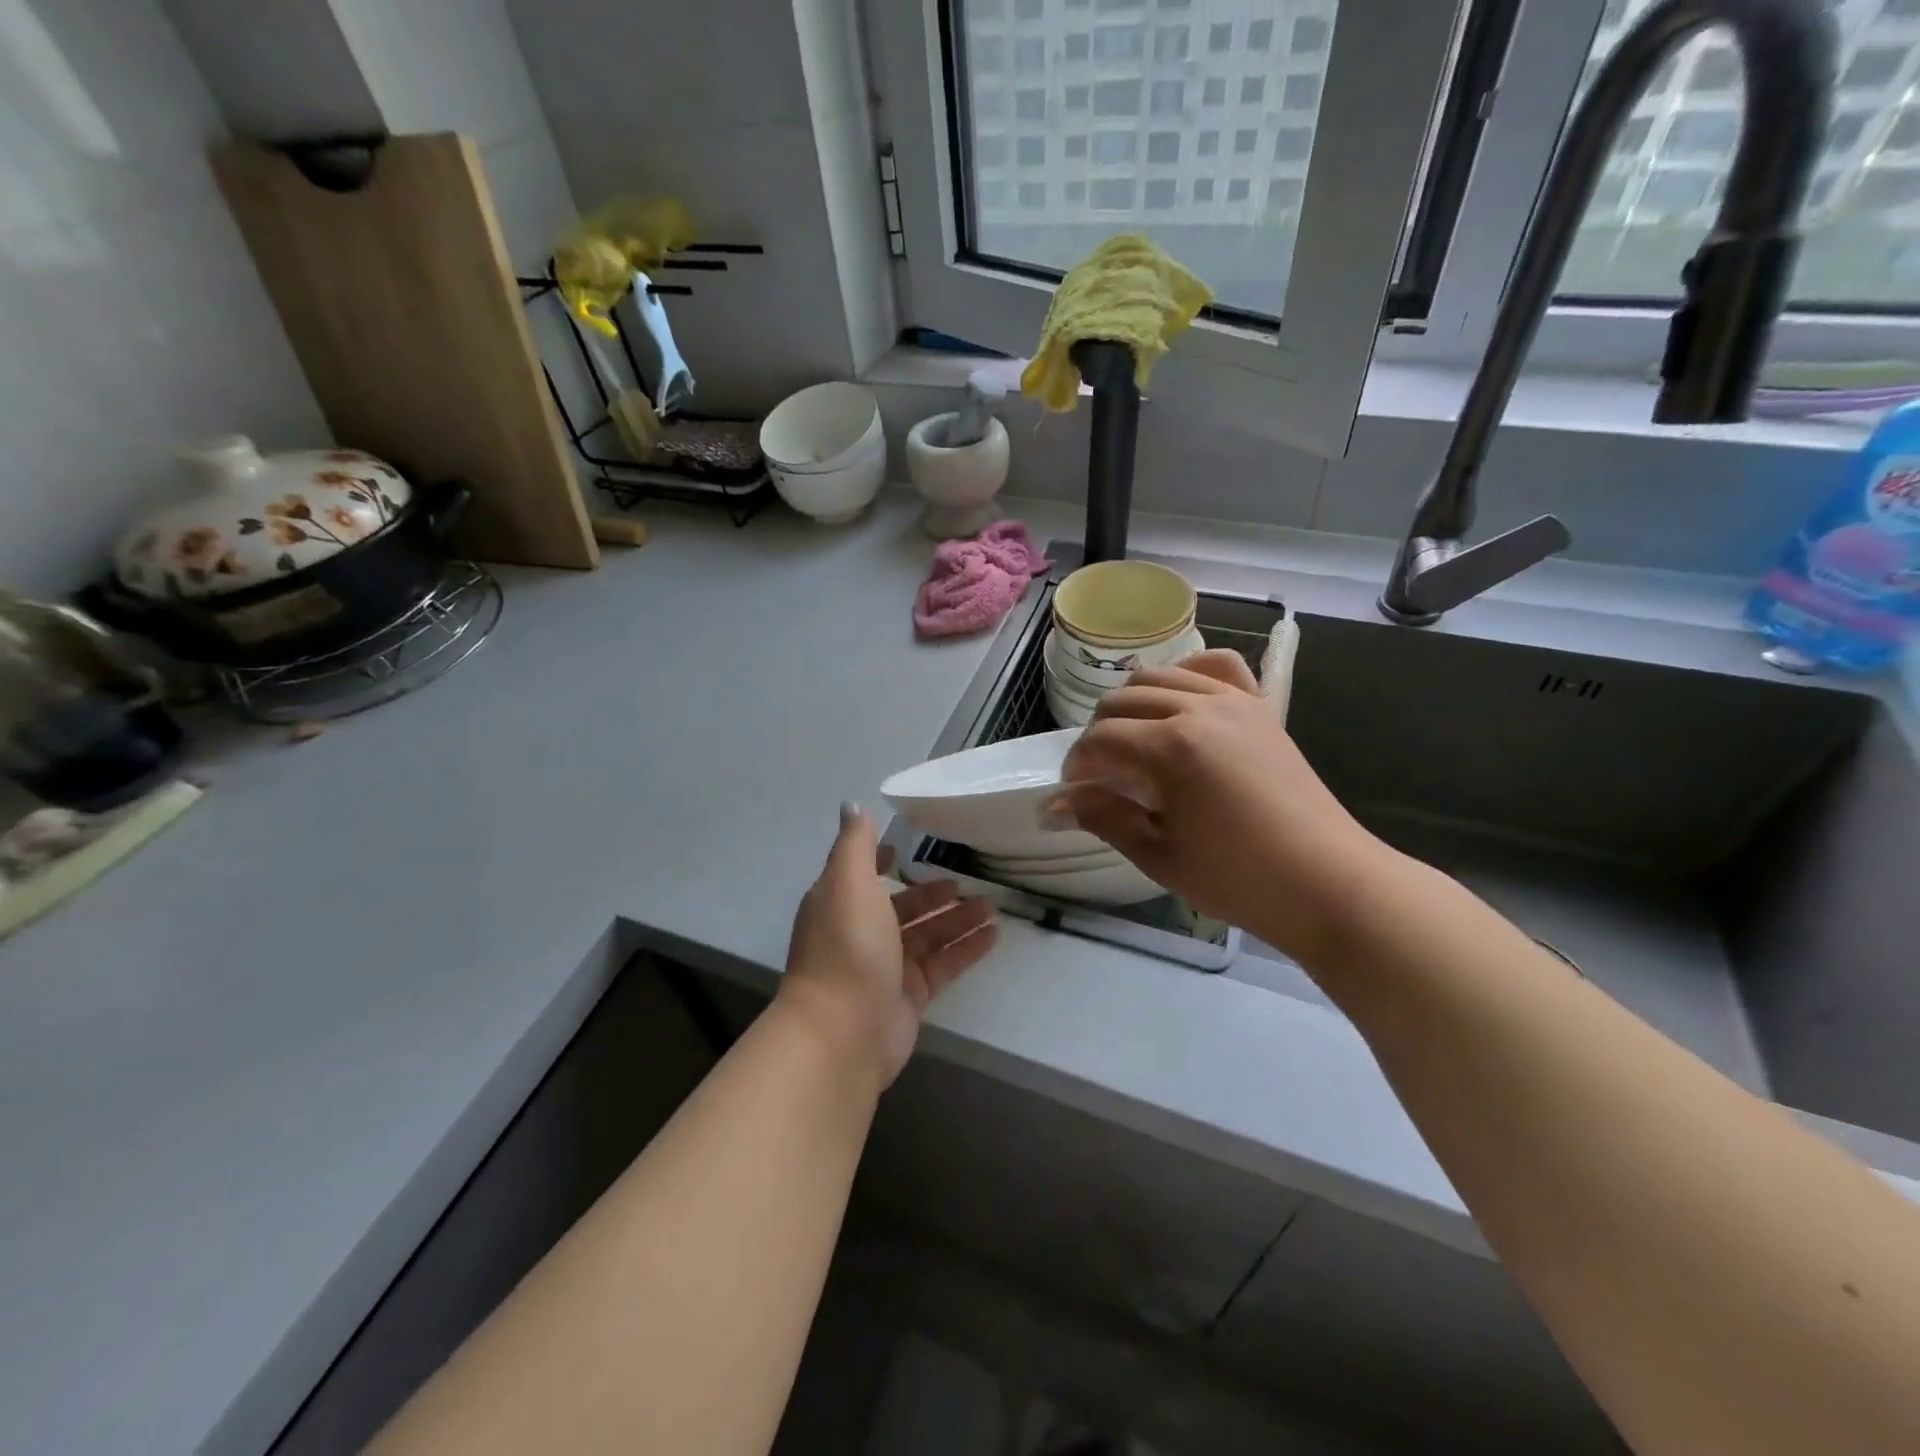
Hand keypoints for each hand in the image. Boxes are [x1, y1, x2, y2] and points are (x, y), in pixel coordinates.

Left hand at [778, 803, 997, 1090]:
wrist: (842, 1031)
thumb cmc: (846, 946)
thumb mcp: (848, 883)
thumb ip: (855, 844)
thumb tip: (851, 806)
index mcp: (841, 904)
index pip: (864, 875)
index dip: (881, 860)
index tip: (906, 846)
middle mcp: (861, 933)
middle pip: (903, 907)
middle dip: (933, 894)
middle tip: (968, 882)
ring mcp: (886, 967)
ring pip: (928, 936)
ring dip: (958, 919)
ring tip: (993, 906)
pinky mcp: (910, 996)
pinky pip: (944, 965)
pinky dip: (966, 949)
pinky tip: (993, 936)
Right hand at [1053, 650, 1388, 963]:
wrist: (1327, 882)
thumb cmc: (1238, 878)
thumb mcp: (1158, 855)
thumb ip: (1104, 818)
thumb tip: (1055, 803)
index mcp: (1170, 747)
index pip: (1099, 740)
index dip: (1076, 766)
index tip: (1073, 794)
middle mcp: (1198, 709)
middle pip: (1122, 700)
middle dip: (1098, 734)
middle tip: (1100, 776)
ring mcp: (1233, 701)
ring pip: (1160, 678)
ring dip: (1132, 704)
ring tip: (1132, 743)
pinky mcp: (1259, 707)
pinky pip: (1216, 667)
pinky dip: (1187, 674)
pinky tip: (1179, 703)